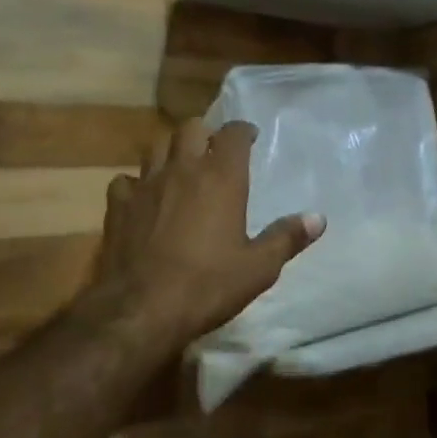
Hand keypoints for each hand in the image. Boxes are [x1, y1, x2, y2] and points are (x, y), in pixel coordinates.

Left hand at [90, 118, 323, 354]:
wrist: (141, 309)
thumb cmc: (208, 285)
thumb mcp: (258, 268)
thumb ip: (287, 238)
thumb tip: (318, 218)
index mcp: (221, 178)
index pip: (234, 134)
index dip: (243, 131)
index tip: (250, 138)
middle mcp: (183, 169)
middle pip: (191, 128)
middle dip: (205, 133)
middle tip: (214, 150)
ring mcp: (145, 184)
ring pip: (156, 147)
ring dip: (171, 151)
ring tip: (180, 167)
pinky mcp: (118, 205)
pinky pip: (125, 180)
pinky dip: (136, 183)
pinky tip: (142, 198)